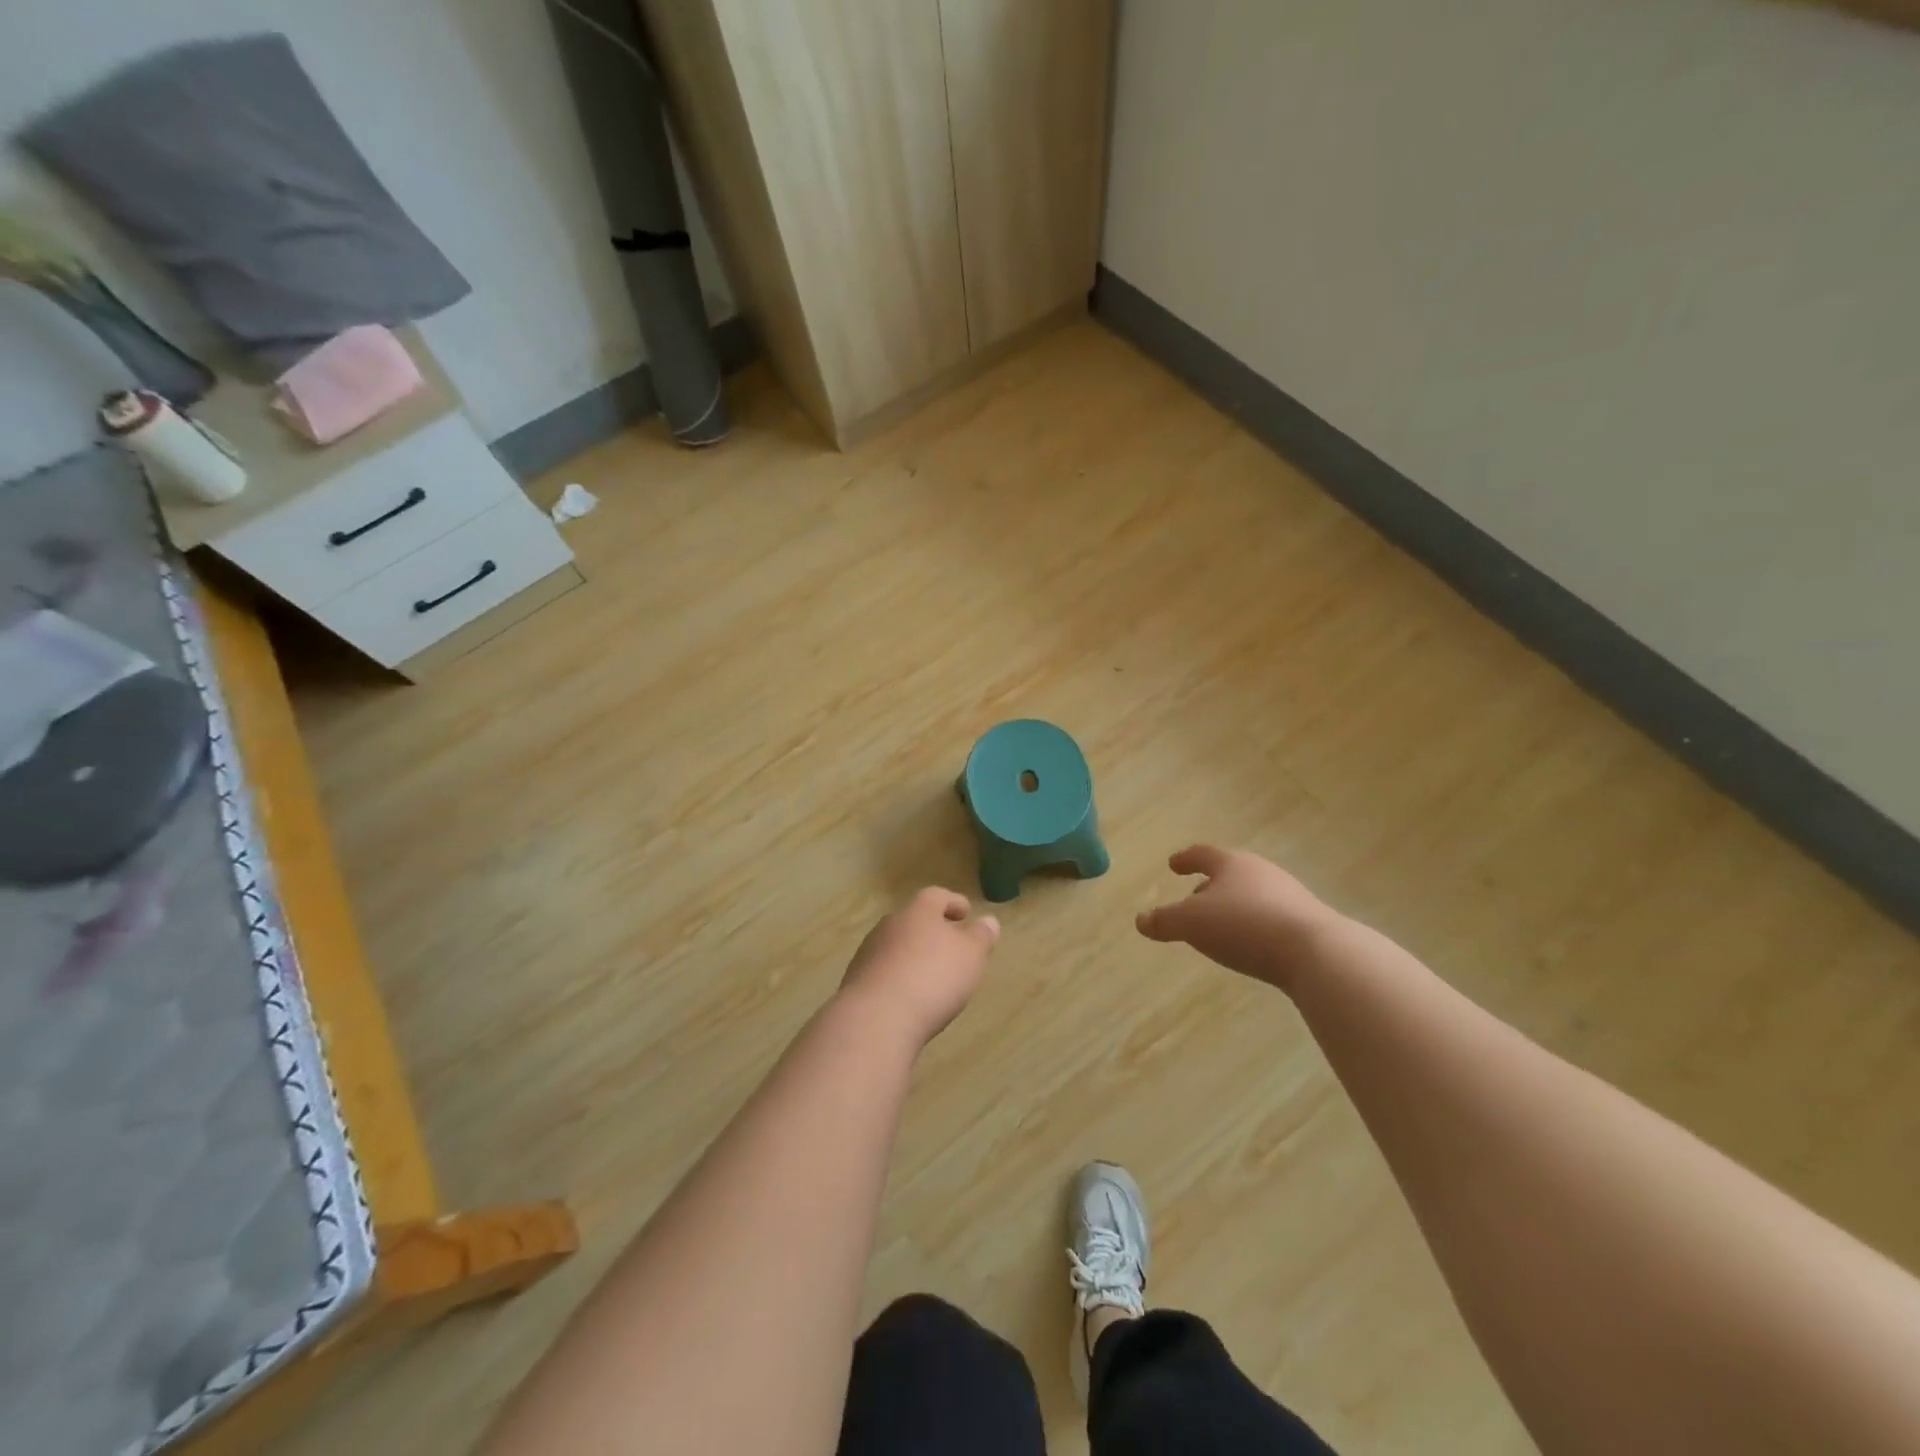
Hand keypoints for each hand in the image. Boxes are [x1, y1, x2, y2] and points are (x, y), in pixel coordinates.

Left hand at [839, 888, 1000, 1048]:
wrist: (876, 1018)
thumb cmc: (932, 977)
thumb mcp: (971, 956)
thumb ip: (981, 937)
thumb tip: (989, 921)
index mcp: (918, 911)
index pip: (936, 896)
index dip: (953, 902)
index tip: (965, 913)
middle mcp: (890, 924)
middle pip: (914, 920)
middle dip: (932, 930)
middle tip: (951, 946)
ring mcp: (869, 952)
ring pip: (896, 945)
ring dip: (913, 955)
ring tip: (931, 975)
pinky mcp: (856, 981)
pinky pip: (884, 972)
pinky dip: (898, 978)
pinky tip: (908, 997)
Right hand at [1136, 845, 1342, 991]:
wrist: (1317, 953)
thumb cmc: (1244, 926)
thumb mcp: (1191, 924)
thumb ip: (1164, 921)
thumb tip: (1140, 920)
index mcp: (1232, 864)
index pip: (1202, 854)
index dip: (1185, 859)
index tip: (1173, 864)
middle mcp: (1262, 872)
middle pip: (1230, 874)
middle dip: (1209, 886)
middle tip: (1192, 899)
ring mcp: (1289, 896)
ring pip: (1251, 895)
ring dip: (1232, 907)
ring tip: (1218, 926)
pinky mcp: (1307, 922)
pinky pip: (1270, 917)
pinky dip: (1253, 925)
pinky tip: (1248, 944)